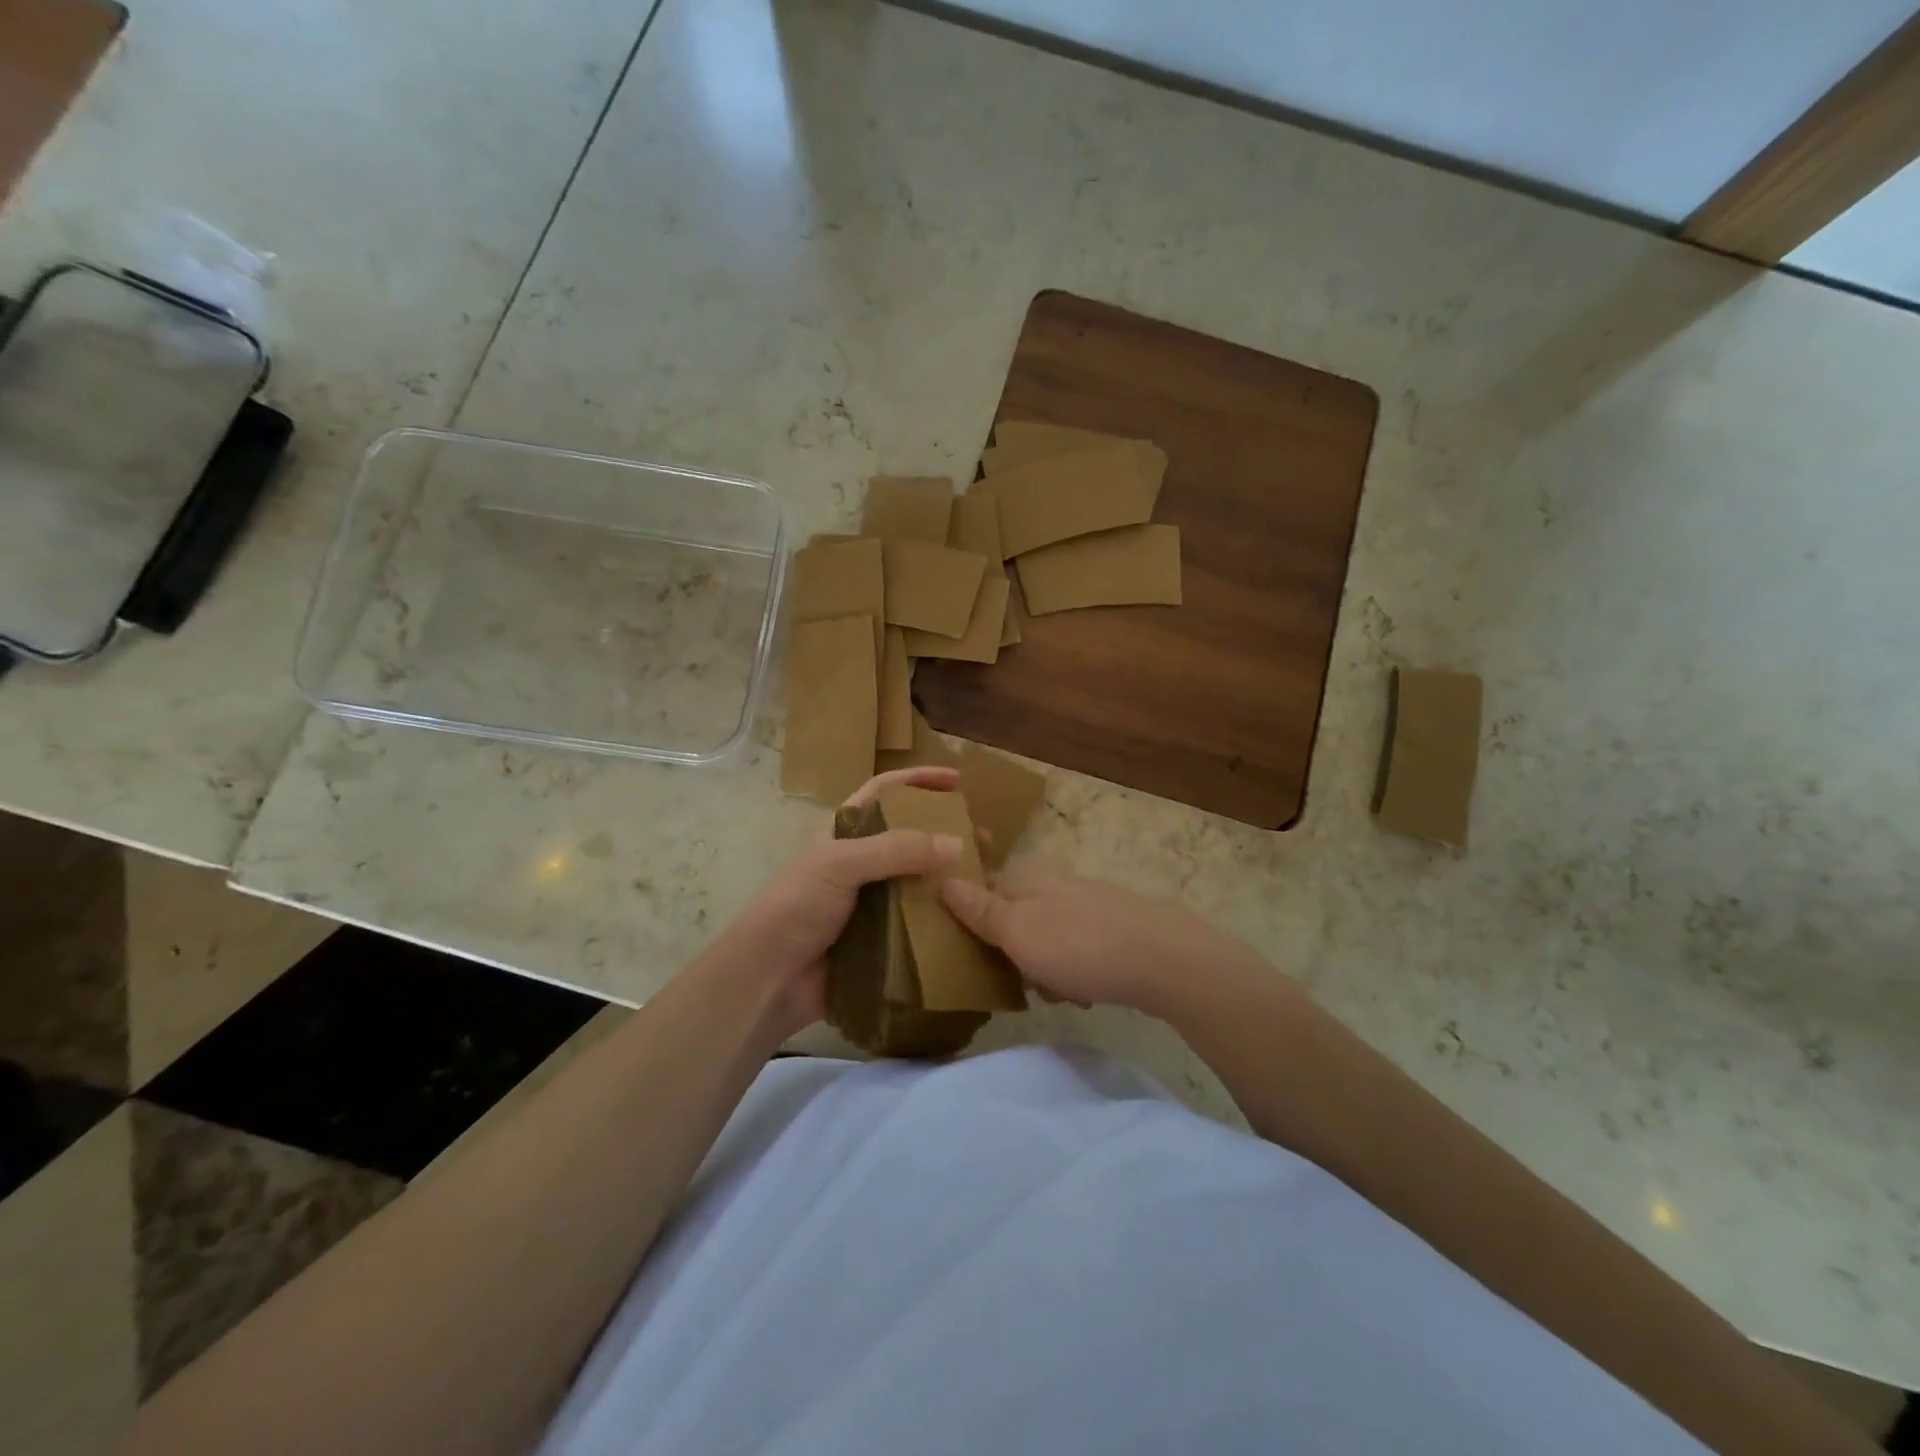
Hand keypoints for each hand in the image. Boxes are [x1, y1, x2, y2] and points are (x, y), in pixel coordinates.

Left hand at [716, 766, 964, 1037]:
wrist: (769, 979)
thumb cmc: (795, 907)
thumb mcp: (839, 865)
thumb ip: (896, 850)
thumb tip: (957, 843)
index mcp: (844, 832)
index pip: (885, 792)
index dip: (918, 780)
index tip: (957, 780)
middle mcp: (860, 861)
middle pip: (910, 837)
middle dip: (946, 833)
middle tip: (983, 838)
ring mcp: (871, 901)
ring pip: (919, 881)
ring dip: (950, 878)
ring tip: (986, 879)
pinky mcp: (881, 937)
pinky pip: (919, 921)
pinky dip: (943, 918)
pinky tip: (971, 918)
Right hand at [940, 866, 1258, 1016]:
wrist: (1165, 960)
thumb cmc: (1079, 945)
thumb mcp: (1017, 931)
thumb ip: (979, 909)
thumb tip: (943, 879)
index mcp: (1025, 877)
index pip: (980, 890)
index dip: (970, 922)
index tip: (969, 954)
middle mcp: (1054, 882)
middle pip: (1013, 919)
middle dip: (1011, 954)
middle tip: (1019, 981)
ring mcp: (1086, 903)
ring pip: (1045, 938)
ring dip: (1043, 969)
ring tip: (1058, 993)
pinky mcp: (1113, 927)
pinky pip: (1076, 950)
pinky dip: (1074, 971)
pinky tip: (1086, 992)